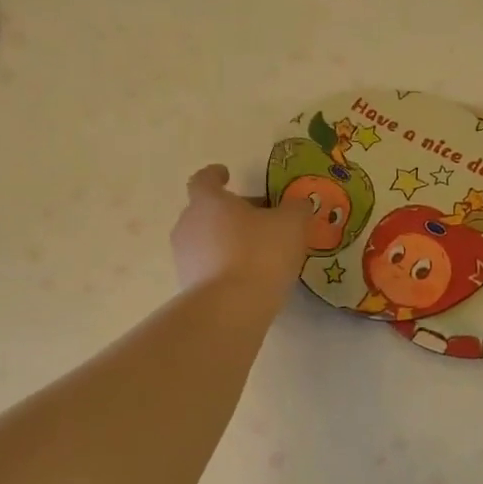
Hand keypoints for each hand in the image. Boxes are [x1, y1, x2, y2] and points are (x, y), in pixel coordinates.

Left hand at [171, 164, 307, 296]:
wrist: (230, 309)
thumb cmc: (260, 254)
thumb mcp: (291, 225)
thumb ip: (296, 209)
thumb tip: (298, 204)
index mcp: (208, 201)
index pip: (204, 179)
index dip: (216, 174)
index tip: (227, 174)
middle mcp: (188, 224)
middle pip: (207, 210)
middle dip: (231, 212)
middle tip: (260, 218)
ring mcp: (184, 257)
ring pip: (206, 239)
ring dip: (227, 240)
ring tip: (258, 251)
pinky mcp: (188, 285)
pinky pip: (208, 266)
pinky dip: (224, 265)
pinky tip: (249, 276)